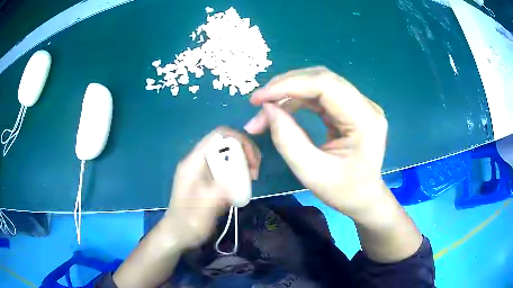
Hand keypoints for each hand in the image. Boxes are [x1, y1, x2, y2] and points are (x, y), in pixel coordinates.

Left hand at [165, 126, 260, 248]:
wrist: (178, 234)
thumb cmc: (190, 221)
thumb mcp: (207, 204)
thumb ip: (224, 186)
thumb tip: (241, 174)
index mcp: (194, 161)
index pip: (219, 135)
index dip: (240, 140)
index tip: (252, 160)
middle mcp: (197, 160)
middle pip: (225, 143)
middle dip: (244, 152)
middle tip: (254, 172)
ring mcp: (201, 170)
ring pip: (226, 155)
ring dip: (242, 162)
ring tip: (251, 178)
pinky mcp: (206, 180)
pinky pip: (225, 167)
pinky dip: (237, 172)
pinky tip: (242, 185)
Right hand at [244, 67, 387, 219]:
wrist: (363, 197)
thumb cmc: (343, 191)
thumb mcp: (312, 173)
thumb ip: (288, 140)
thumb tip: (267, 108)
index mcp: (365, 120)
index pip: (326, 84)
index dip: (289, 85)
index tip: (259, 98)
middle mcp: (366, 105)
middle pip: (321, 78)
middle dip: (285, 86)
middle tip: (258, 102)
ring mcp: (359, 104)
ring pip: (318, 84)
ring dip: (288, 93)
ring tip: (265, 110)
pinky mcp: (350, 108)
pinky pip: (320, 94)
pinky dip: (296, 100)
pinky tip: (281, 110)